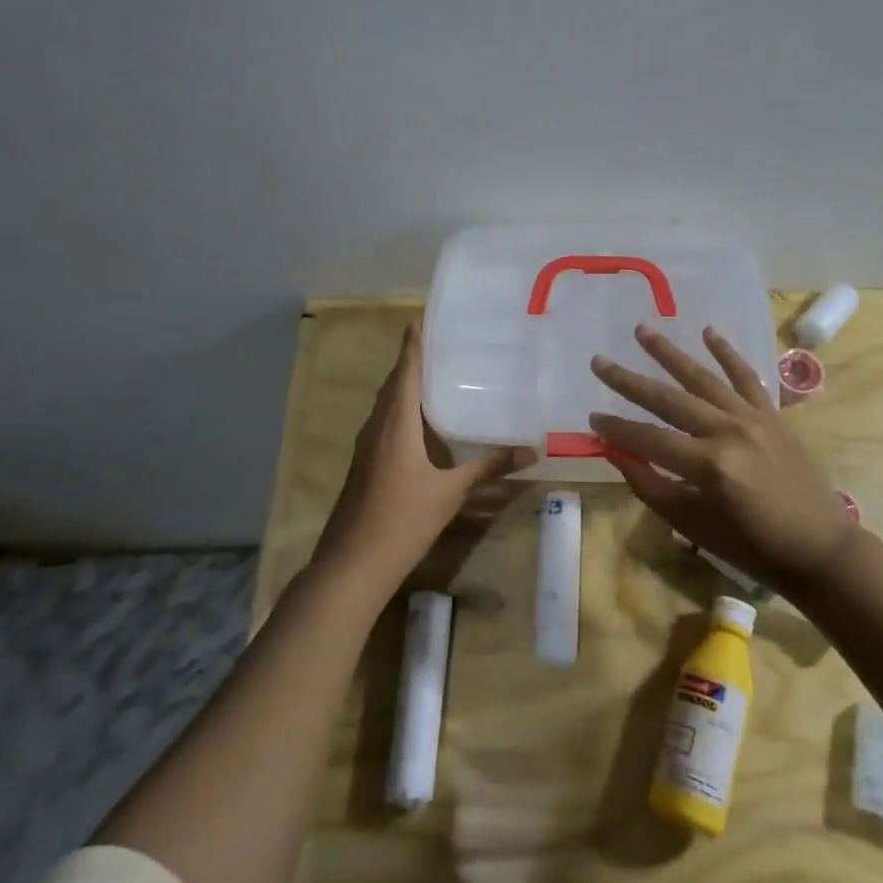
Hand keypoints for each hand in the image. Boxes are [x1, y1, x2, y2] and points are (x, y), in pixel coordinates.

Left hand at [313, 323, 534, 596]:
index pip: (405, 372)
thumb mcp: (451, 492)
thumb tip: (531, 452)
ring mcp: (366, 447)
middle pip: (393, 384)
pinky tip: (419, 423)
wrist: (352, 564)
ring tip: (434, 376)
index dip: (413, 345)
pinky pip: (383, 423)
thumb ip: (488, 467)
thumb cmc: (402, 519)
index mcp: (396, 423)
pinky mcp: (364, 465)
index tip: (420, 318)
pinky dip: (400, 411)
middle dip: (411, 362)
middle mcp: (377, 427)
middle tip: (439, 345)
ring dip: (404, 387)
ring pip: (385, 405)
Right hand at [589, 324, 856, 592]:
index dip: (617, 428)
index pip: (648, 439)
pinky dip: (727, 353)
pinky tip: (708, 331)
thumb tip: (615, 451)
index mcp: (708, 465)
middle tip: (599, 361)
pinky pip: (746, 376)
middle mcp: (728, 431)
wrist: (819, 547)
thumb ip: (650, 485)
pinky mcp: (772, 414)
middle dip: (629, 381)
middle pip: (668, 400)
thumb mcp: (693, 525)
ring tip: (642, 330)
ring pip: (702, 378)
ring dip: (669, 353)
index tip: (592, 416)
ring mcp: (753, 417)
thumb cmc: (752, 546)